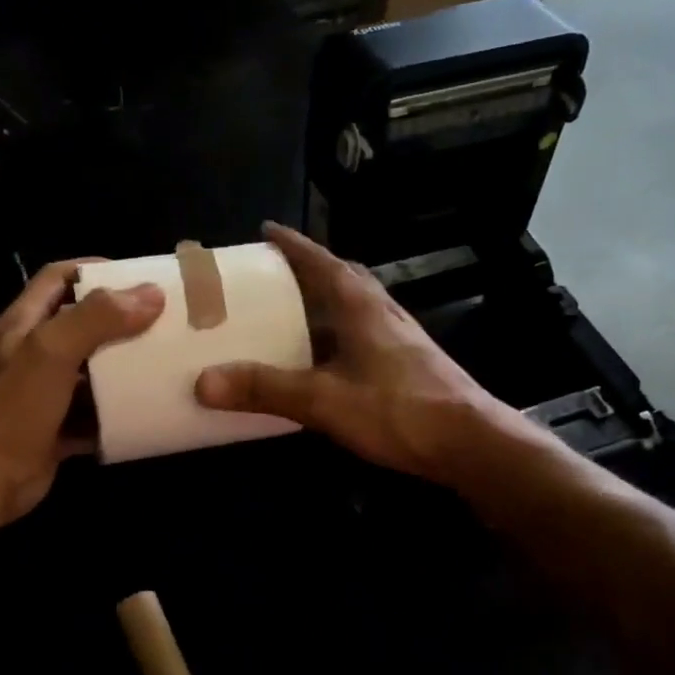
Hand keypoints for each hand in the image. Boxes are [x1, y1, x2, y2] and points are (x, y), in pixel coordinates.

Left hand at [0, 261, 163, 531]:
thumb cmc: (14, 409)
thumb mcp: (52, 352)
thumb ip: (97, 318)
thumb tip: (151, 293)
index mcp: (24, 324)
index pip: (59, 277)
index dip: (96, 270)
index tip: (140, 278)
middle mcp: (33, 353)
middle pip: (81, 322)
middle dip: (121, 320)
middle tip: (164, 321)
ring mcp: (45, 393)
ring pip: (91, 369)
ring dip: (125, 366)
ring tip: (166, 362)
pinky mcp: (57, 427)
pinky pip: (95, 412)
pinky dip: (119, 410)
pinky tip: (150, 410)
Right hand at [194, 224, 517, 484]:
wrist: (470, 442)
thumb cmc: (398, 409)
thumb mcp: (323, 399)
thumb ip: (266, 389)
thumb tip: (204, 382)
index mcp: (360, 306)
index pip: (322, 261)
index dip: (293, 245)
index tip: (266, 231)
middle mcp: (381, 312)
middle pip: (342, 278)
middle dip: (310, 270)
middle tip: (275, 274)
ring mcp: (399, 338)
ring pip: (355, 308)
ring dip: (325, 304)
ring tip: (292, 313)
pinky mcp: (408, 364)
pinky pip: (364, 335)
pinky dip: (338, 335)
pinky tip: (325, 361)